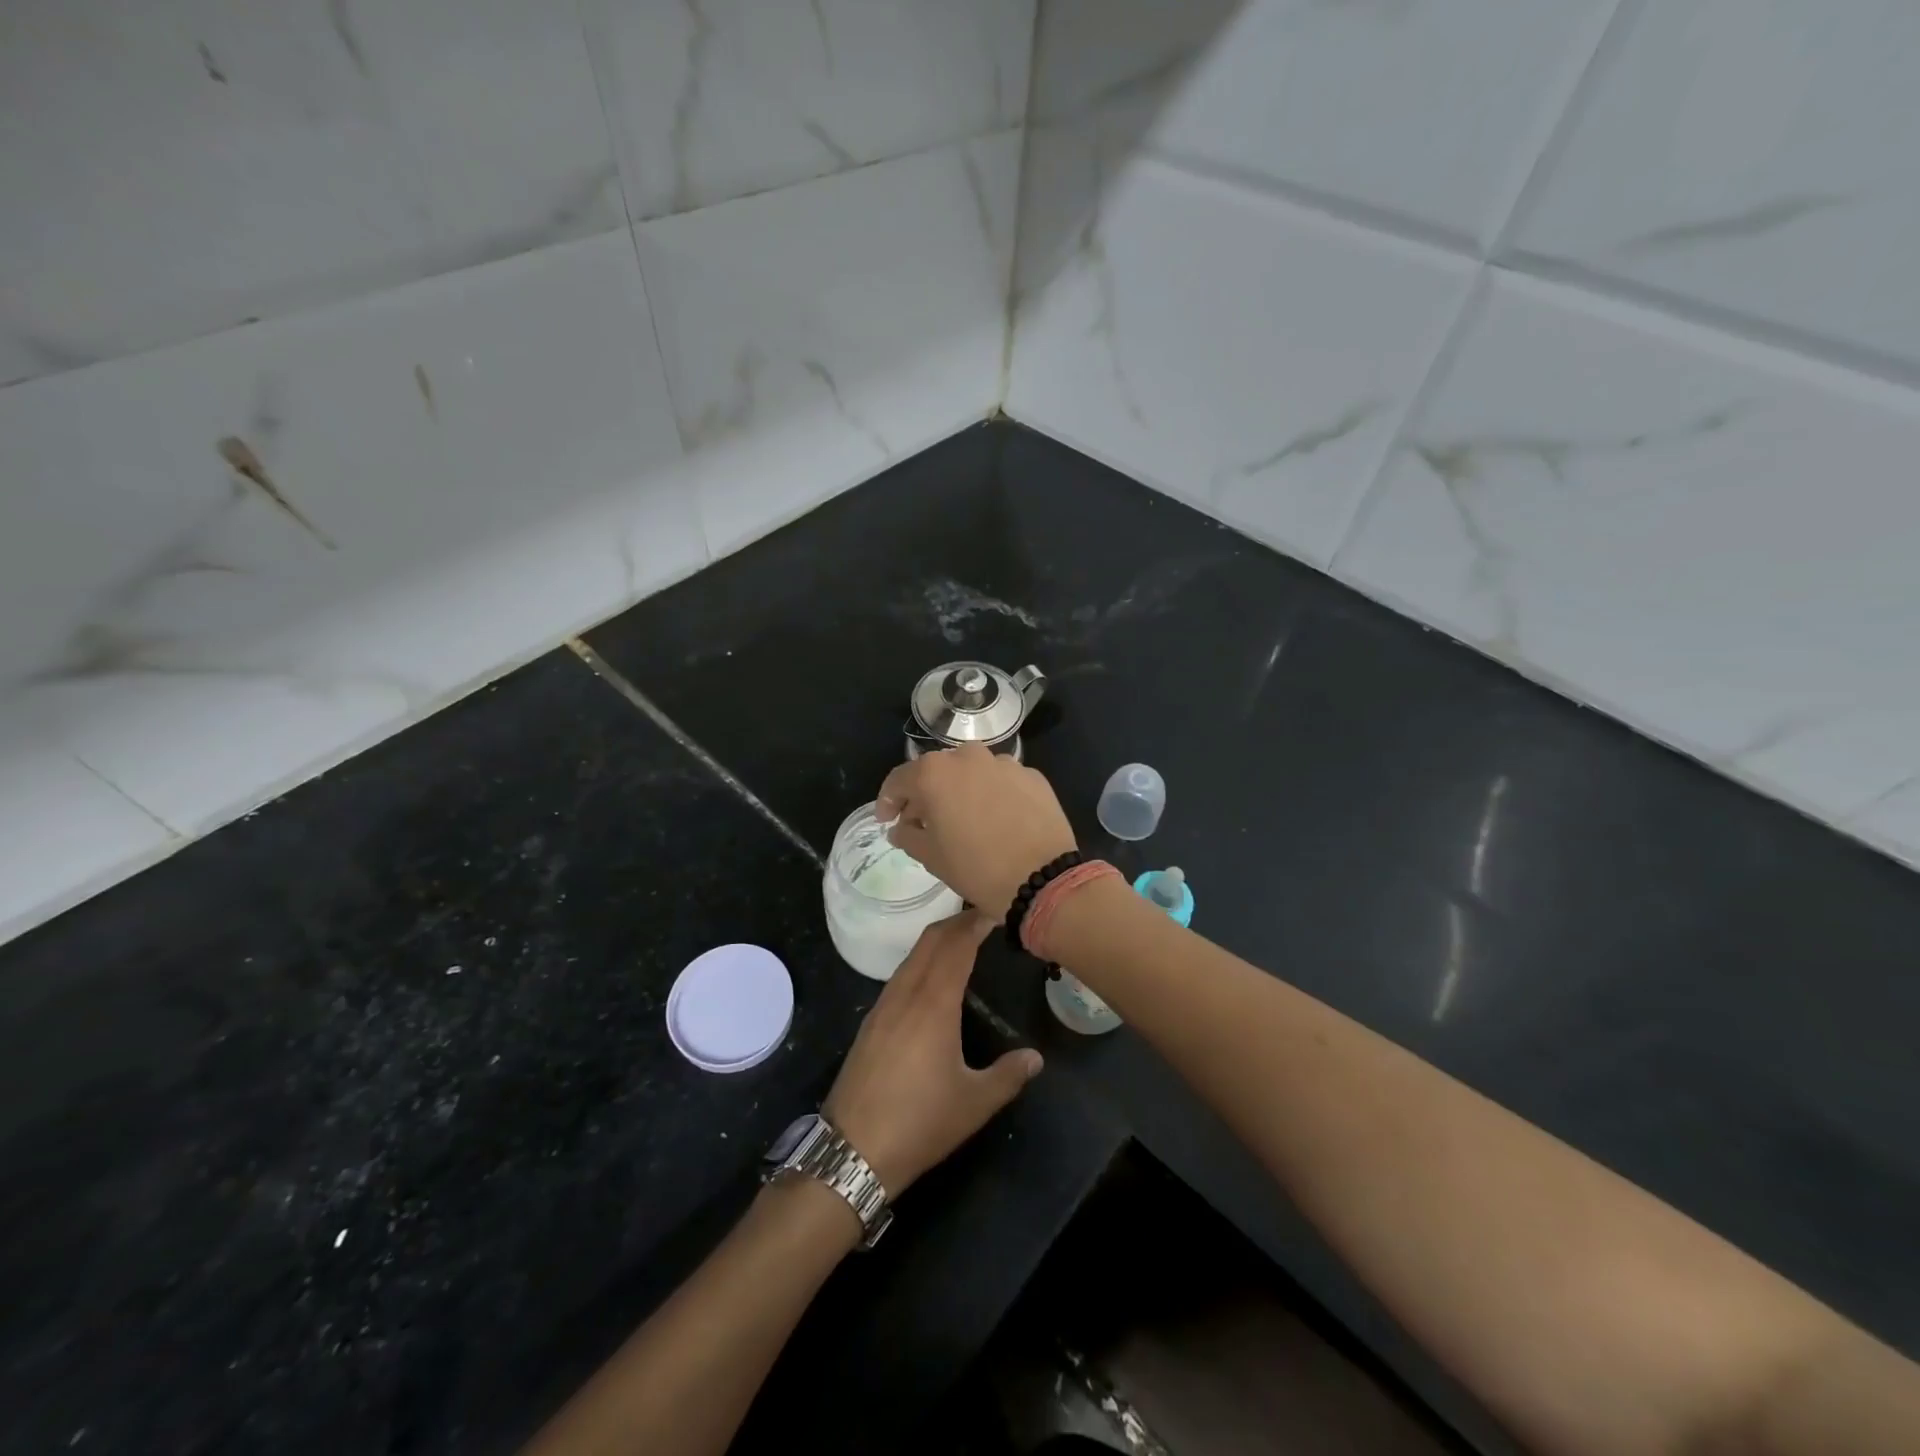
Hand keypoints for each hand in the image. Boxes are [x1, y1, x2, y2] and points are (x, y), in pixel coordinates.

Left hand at [821, 912, 1042, 1194]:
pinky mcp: (870, 1023)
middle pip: (930, 941)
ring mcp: (883, 1006)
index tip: (993, 909)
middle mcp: (906, 994)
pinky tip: (931, 979)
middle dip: (956, 923)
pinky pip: (900, 976)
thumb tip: (1034, 1058)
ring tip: (961, 941)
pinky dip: (921, 961)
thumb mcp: (974, 1102)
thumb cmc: (920, 1122)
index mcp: (933, 1003)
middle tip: (982, 916)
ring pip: (912, 956)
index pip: (955, 946)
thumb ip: (1008, 1075)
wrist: (852, 1150)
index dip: (974, 923)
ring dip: (936, 941)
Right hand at [876, 745, 1077, 920]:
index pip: (899, 780)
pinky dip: (992, 795)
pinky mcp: (1032, 776)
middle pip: (937, 771)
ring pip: (972, 773)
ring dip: (962, 791)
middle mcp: (968, 757)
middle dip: (926, 794)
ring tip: (963, 819)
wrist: (1044, 879)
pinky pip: (1002, 782)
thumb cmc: (977, 869)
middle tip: (923, 821)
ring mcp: (1004, 764)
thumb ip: (909, 835)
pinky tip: (997, 820)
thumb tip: (902, 828)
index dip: (888, 801)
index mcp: (935, 773)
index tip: (887, 820)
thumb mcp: (931, 857)